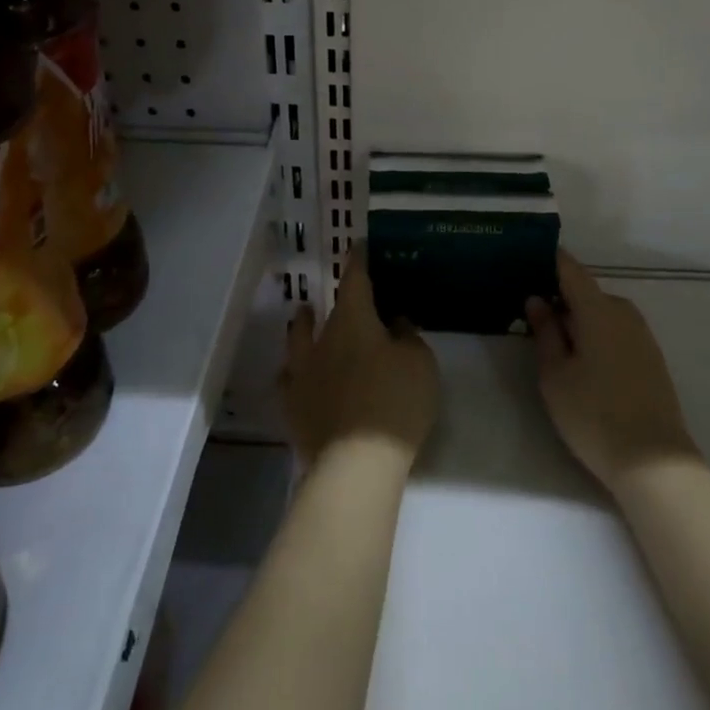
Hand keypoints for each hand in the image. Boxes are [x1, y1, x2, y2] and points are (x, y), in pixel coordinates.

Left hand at [282, 249, 438, 468]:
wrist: (355, 464)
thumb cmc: (395, 403)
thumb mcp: (420, 364)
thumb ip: (407, 337)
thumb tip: (394, 323)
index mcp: (353, 322)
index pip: (355, 281)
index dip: (358, 261)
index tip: (357, 246)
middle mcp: (321, 341)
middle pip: (321, 312)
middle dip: (331, 301)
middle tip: (340, 298)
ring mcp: (301, 375)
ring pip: (297, 341)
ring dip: (303, 328)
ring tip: (304, 319)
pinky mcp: (293, 408)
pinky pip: (289, 381)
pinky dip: (294, 373)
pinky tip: (296, 377)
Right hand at [527, 251, 698, 495]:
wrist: (655, 462)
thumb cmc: (594, 415)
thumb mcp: (555, 375)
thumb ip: (545, 332)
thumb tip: (537, 300)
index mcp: (598, 309)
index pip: (570, 269)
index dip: (547, 259)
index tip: (524, 257)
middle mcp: (624, 312)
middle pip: (585, 292)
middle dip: (558, 296)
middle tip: (527, 311)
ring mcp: (642, 335)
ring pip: (601, 313)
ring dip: (577, 318)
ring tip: (550, 338)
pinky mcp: (650, 357)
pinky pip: (615, 330)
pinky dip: (595, 333)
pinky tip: (580, 359)